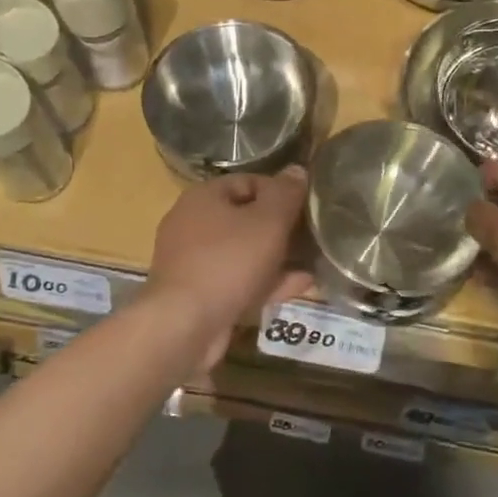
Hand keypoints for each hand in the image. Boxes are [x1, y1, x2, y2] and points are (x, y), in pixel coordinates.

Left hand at [145, 167, 311, 368]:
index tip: (308, 207)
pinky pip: (238, 280)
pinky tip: (299, 286)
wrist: (184, 325)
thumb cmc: (228, 262)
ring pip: (243, 253)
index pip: (249, 181)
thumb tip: (297, 170)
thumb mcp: (267, 222)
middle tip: (313, 237)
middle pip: (246, 218)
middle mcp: (192, 223)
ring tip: (313, 263)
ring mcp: (193, 261)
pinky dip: (265, 281)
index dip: (281, 191)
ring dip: (278, 258)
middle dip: (281, 229)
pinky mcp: (198, 293)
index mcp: (203, 197)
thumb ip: (285, 194)